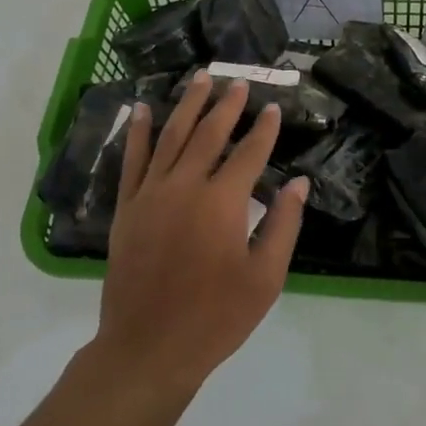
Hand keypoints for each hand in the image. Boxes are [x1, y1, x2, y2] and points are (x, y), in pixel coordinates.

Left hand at [95, 71, 307, 393]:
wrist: (149, 346)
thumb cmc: (216, 317)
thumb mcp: (265, 278)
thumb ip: (283, 225)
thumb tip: (298, 184)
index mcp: (222, 202)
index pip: (249, 154)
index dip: (263, 130)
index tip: (272, 108)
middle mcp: (185, 187)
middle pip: (208, 135)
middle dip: (226, 106)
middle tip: (238, 82)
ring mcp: (150, 194)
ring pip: (170, 137)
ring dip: (186, 105)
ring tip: (199, 78)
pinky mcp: (127, 208)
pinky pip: (132, 160)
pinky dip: (139, 132)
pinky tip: (144, 110)